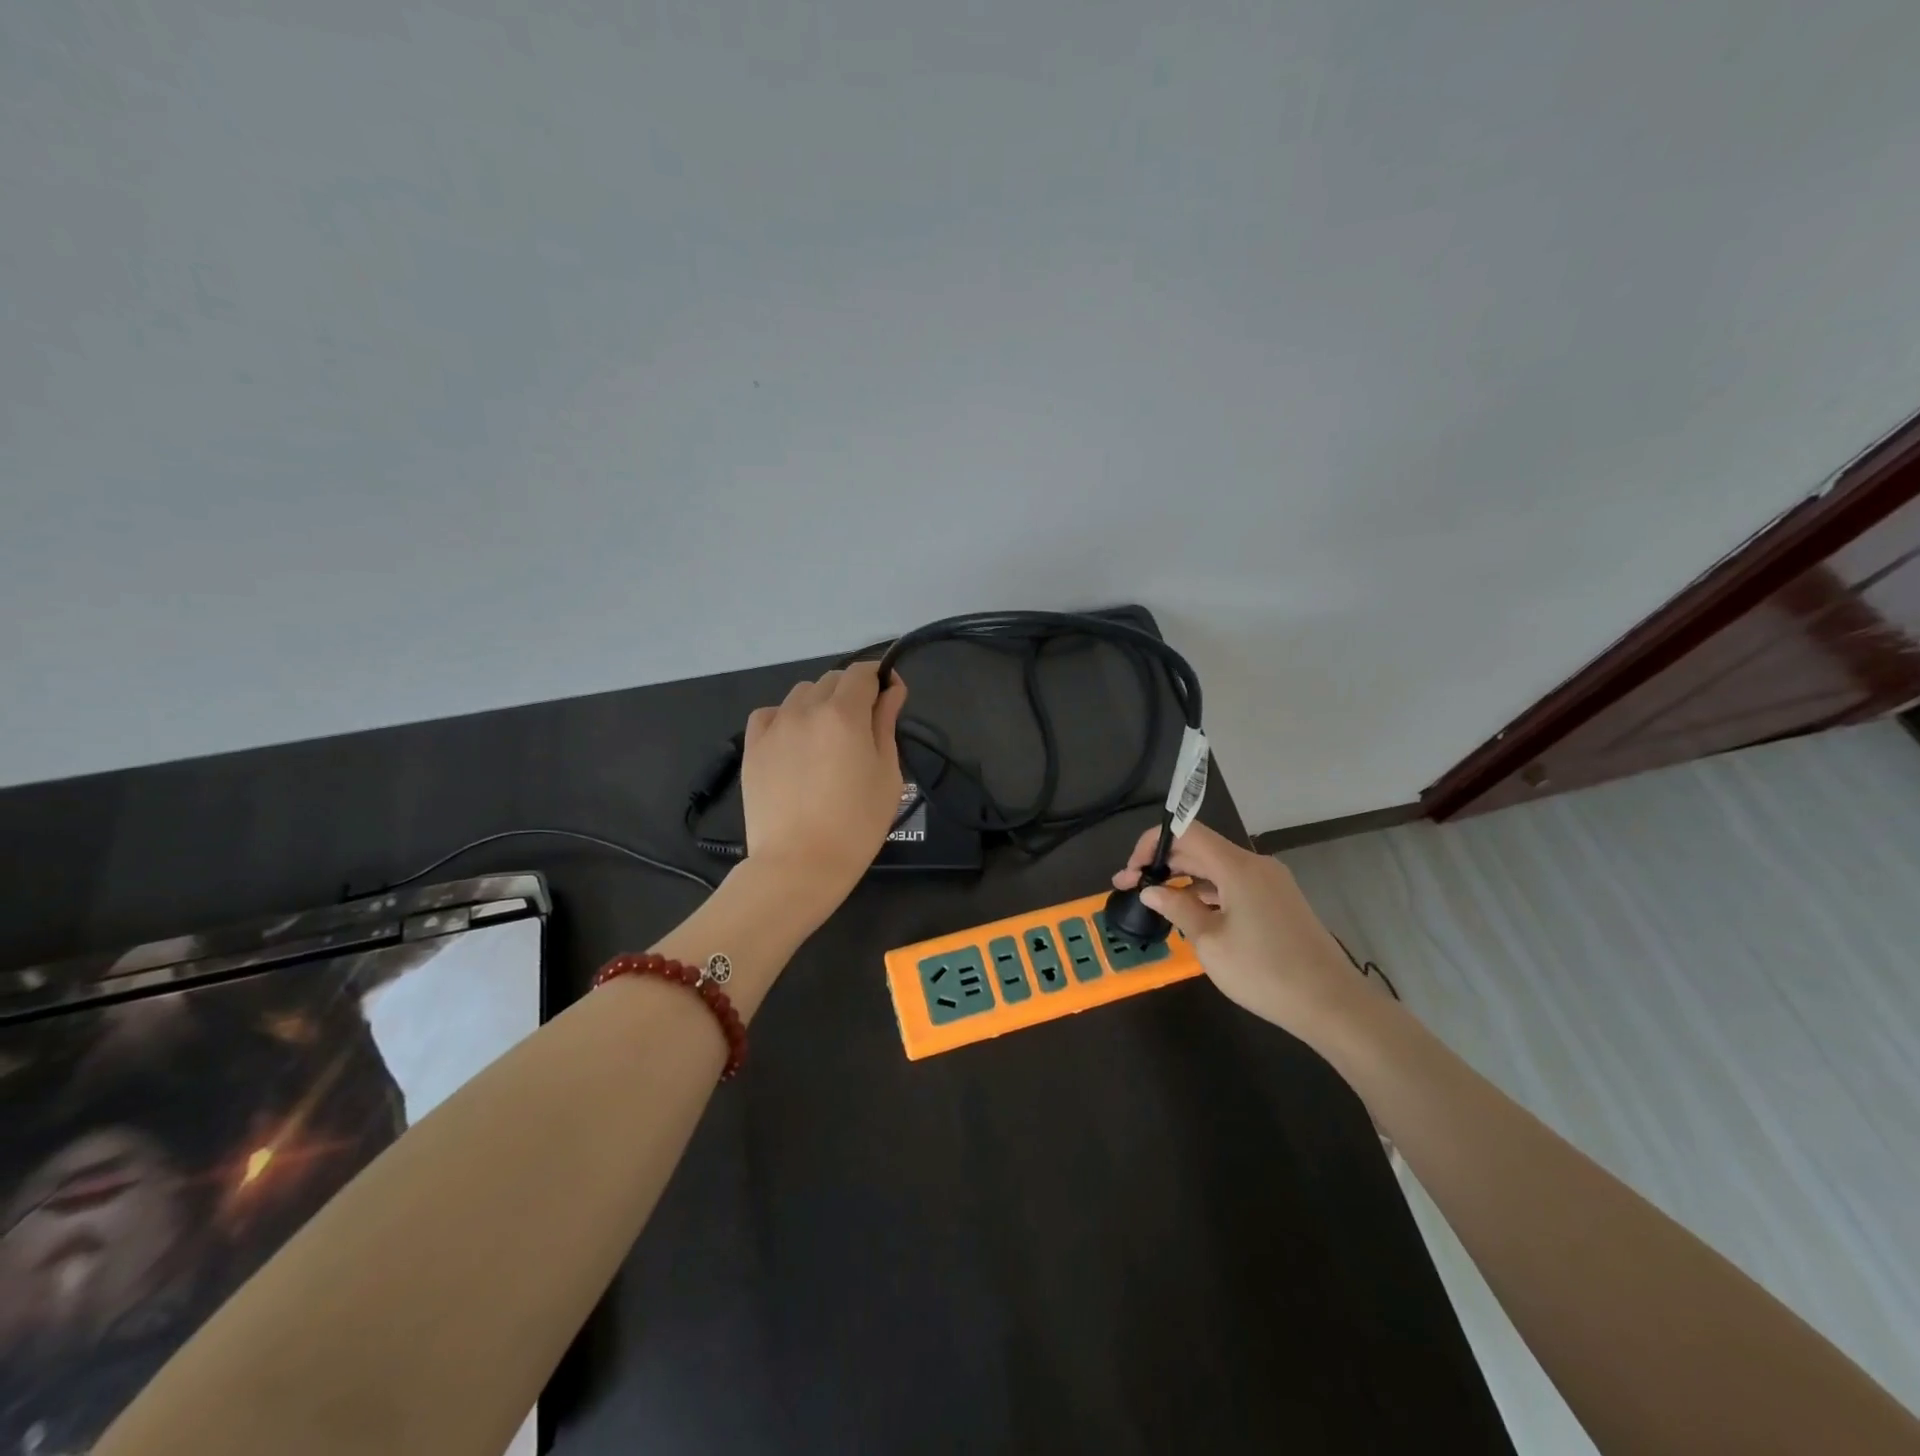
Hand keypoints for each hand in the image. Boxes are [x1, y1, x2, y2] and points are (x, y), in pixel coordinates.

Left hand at [741, 661, 908, 906]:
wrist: (799, 864)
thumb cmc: (856, 824)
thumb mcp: (887, 774)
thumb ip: (886, 724)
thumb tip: (892, 689)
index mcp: (844, 713)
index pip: (862, 672)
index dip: (879, 677)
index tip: (889, 695)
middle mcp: (806, 709)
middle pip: (832, 679)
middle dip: (852, 692)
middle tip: (862, 727)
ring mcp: (774, 726)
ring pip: (801, 694)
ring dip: (819, 703)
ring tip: (826, 738)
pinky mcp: (752, 746)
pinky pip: (770, 714)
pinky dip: (786, 718)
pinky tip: (794, 743)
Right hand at [1112, 821, 1363, 1043]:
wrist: (1333, 1005)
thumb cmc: (1264, 972)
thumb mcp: (1210, 943)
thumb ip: (1178, 909)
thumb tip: (1151, 890)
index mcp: (1238, 866)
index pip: (1187, 832)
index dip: (1152, 843)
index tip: (1131, 872)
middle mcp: (1255, 865)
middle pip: (1200, 848)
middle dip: (1163, 864)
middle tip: (1131, 888)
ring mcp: (1271, 883)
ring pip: (1217, 868)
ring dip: (1184, 879)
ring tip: (1156, 902)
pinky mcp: (1279, 902)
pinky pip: (1234, 885)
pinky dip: (1208, 893)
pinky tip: (1192, 914)